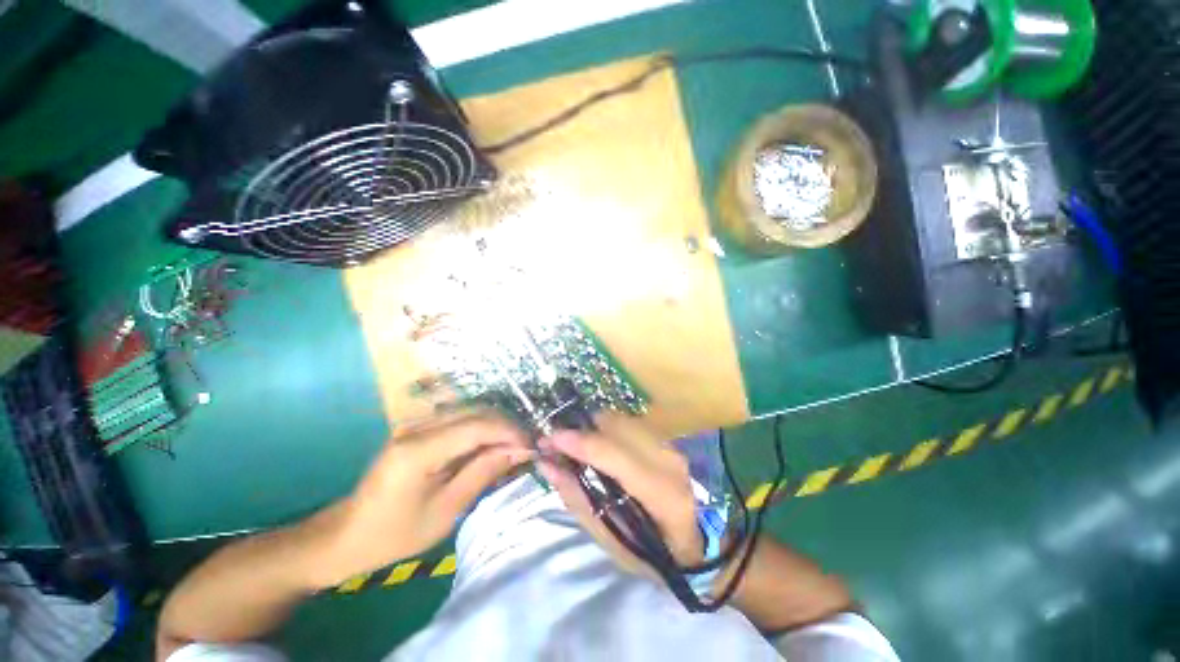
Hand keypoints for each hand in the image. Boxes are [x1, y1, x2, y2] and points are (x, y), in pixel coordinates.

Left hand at [313, 411, 532, 586]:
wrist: (347, 535)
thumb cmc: (395, 533)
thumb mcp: (445, 511)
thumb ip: (482, 473)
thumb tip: (518, 450)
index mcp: (419, 450)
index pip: (478, 425)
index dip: (510, 432)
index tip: (531, 447)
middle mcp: (418, 426)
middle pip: (477, 411)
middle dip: (507, 426)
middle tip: (526, 448)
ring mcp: (416, 423)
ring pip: (471, 410)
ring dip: (497, 425)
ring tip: (513, 447)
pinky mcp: (418, 427)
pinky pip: (460, 418)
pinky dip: (482, 428)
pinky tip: (491, 445)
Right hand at [537, 414, 701, 576]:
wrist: (689, 544)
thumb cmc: (648, 553)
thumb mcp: (608, 539)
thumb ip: (577, 499)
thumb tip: (548, 465)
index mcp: (662, 494)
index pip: (617, 457)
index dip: (582, 444)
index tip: (549, 439)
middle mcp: (669, 461)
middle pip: (618, 427)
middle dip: (583, 429)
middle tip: (558, 442)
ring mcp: (670, 446)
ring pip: (622, 420)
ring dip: (593, 427)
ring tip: (574, 444)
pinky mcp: (665, 440)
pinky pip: (628, 423)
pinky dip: (606, 428)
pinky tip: (596, 444)